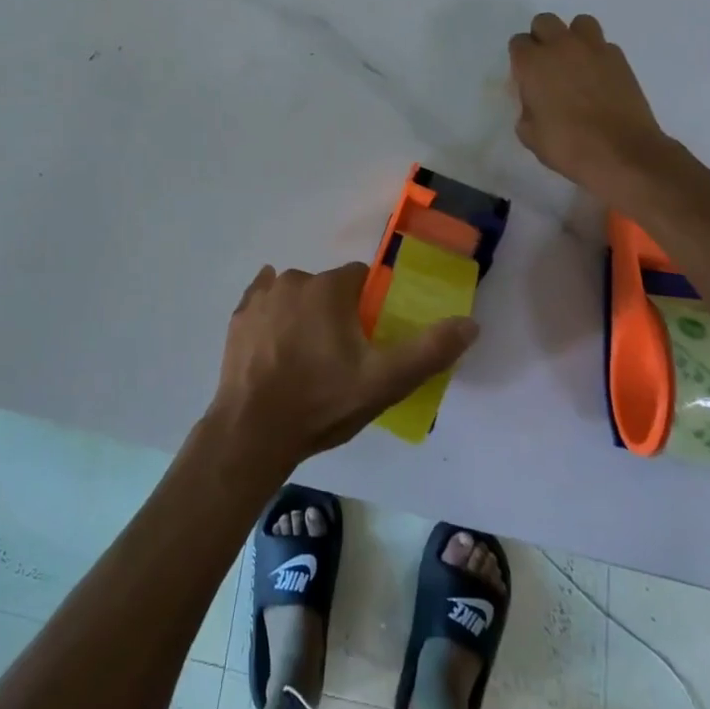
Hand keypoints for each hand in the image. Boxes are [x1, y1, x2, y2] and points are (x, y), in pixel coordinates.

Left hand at [207, 261, 477, 469]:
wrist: (253, 430)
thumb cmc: (322, 402)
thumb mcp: (384, 382)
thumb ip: (429, 350)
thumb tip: (470, 323)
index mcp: (330, 288)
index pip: (359, 278)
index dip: (368, 306)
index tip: (368, 338)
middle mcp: (294, 279)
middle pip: (327, 288)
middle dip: (335, 312)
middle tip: (338, 357)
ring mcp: (262, 296)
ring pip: (295, 294)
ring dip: (303, 313)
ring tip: (306, 359)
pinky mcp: (239, 316)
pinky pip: (262, 301)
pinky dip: (272, 315)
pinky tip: (276, 341)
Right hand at [508, 12, 674, 196]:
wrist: (623, 153)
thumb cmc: (568, 146)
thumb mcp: (529, 133)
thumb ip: (526, 107)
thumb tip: (535, 100)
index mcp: (533, 63)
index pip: (518, 42)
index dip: (520, 59)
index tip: (526, 78)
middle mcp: (561, 47)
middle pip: (544, 21)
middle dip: (542, 38)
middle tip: (547, 65)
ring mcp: (594, 49)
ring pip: (579, 23)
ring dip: (573, 37)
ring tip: (575, 62)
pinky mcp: (620, 59)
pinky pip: (603, 45)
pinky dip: (597, 55)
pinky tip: (598, 78)